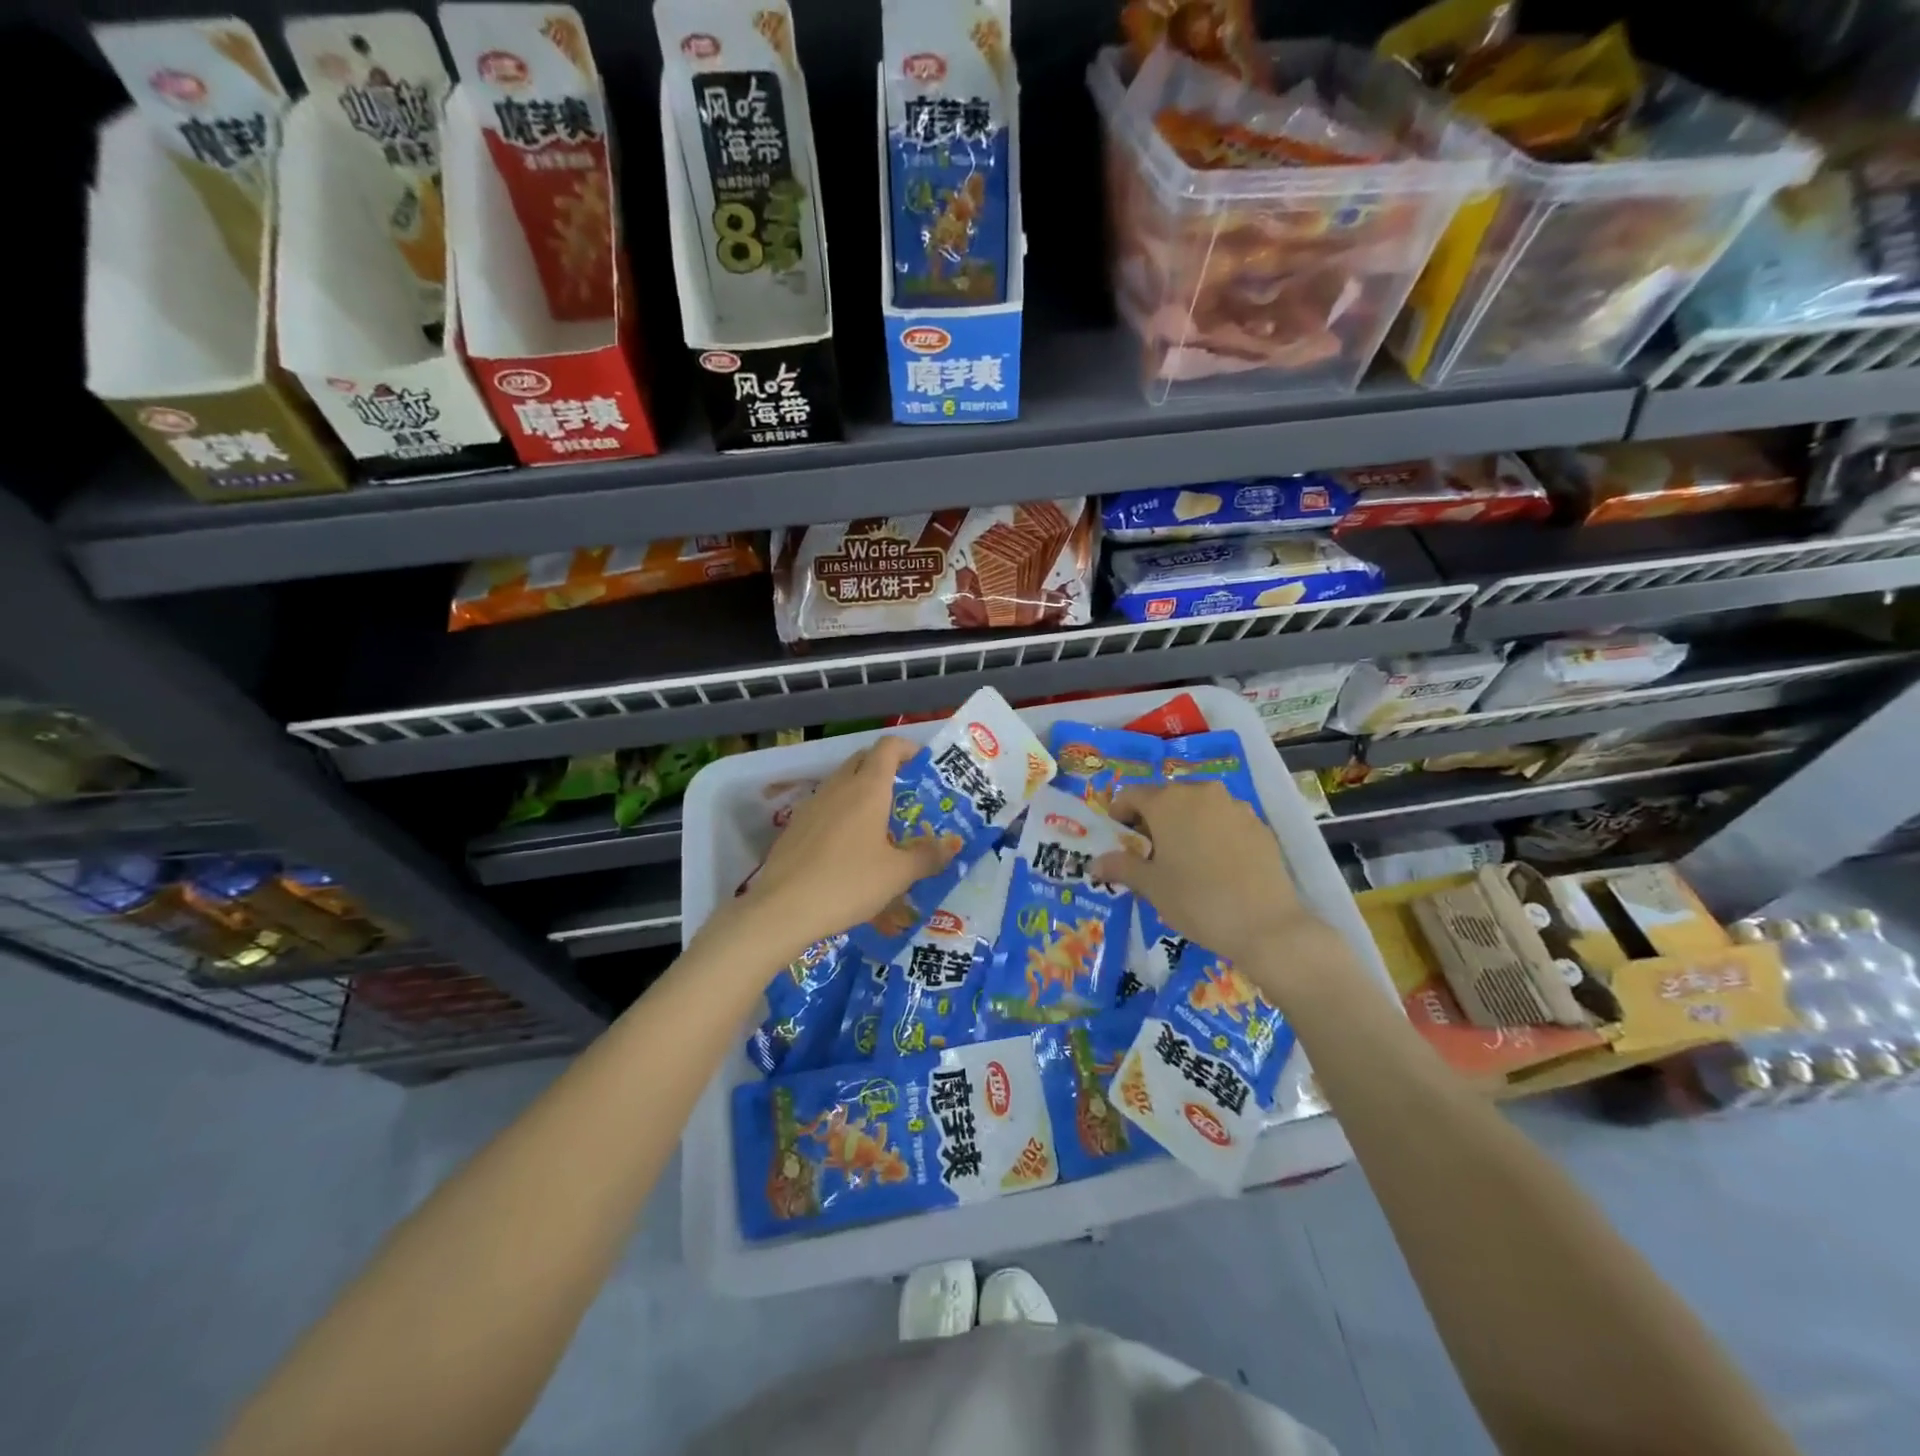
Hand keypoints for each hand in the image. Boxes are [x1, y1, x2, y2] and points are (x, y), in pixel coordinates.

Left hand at [729, 736, 954, 958]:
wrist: (783, 909)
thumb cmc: (849, 883)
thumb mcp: (897, 874)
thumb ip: (927, 856)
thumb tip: (951, 846)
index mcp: (868, 788)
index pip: (888, 747)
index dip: (907, 748)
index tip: (923, 764)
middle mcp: (839, 786)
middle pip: (864, 759)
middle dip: (886, 767)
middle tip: (905, 794)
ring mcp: (813, 804)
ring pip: (842, 782)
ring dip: (862, 790)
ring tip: (880, 822)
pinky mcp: (795, 825)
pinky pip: (825, 805)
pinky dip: (842, 811)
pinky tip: (848, 845)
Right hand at [1092, 781, 1351, 1005]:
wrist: (1265, 925)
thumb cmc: (1196, 900)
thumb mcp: (1150, 886)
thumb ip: (1120, 867)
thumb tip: (1094, 864)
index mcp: (1167, 801)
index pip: (1131, 794)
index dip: (1119, 814)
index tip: (1119, 838)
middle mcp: (1200, 793)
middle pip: (1166, 797)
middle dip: (1153, 819)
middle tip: (1149, 852)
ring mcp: (1234, 806)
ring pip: (1198, 807)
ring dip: (1185, 824)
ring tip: (1184, 859)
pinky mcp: (1259, 825)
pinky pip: (1225, 821)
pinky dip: (1213, 834)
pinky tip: (1216, 866)